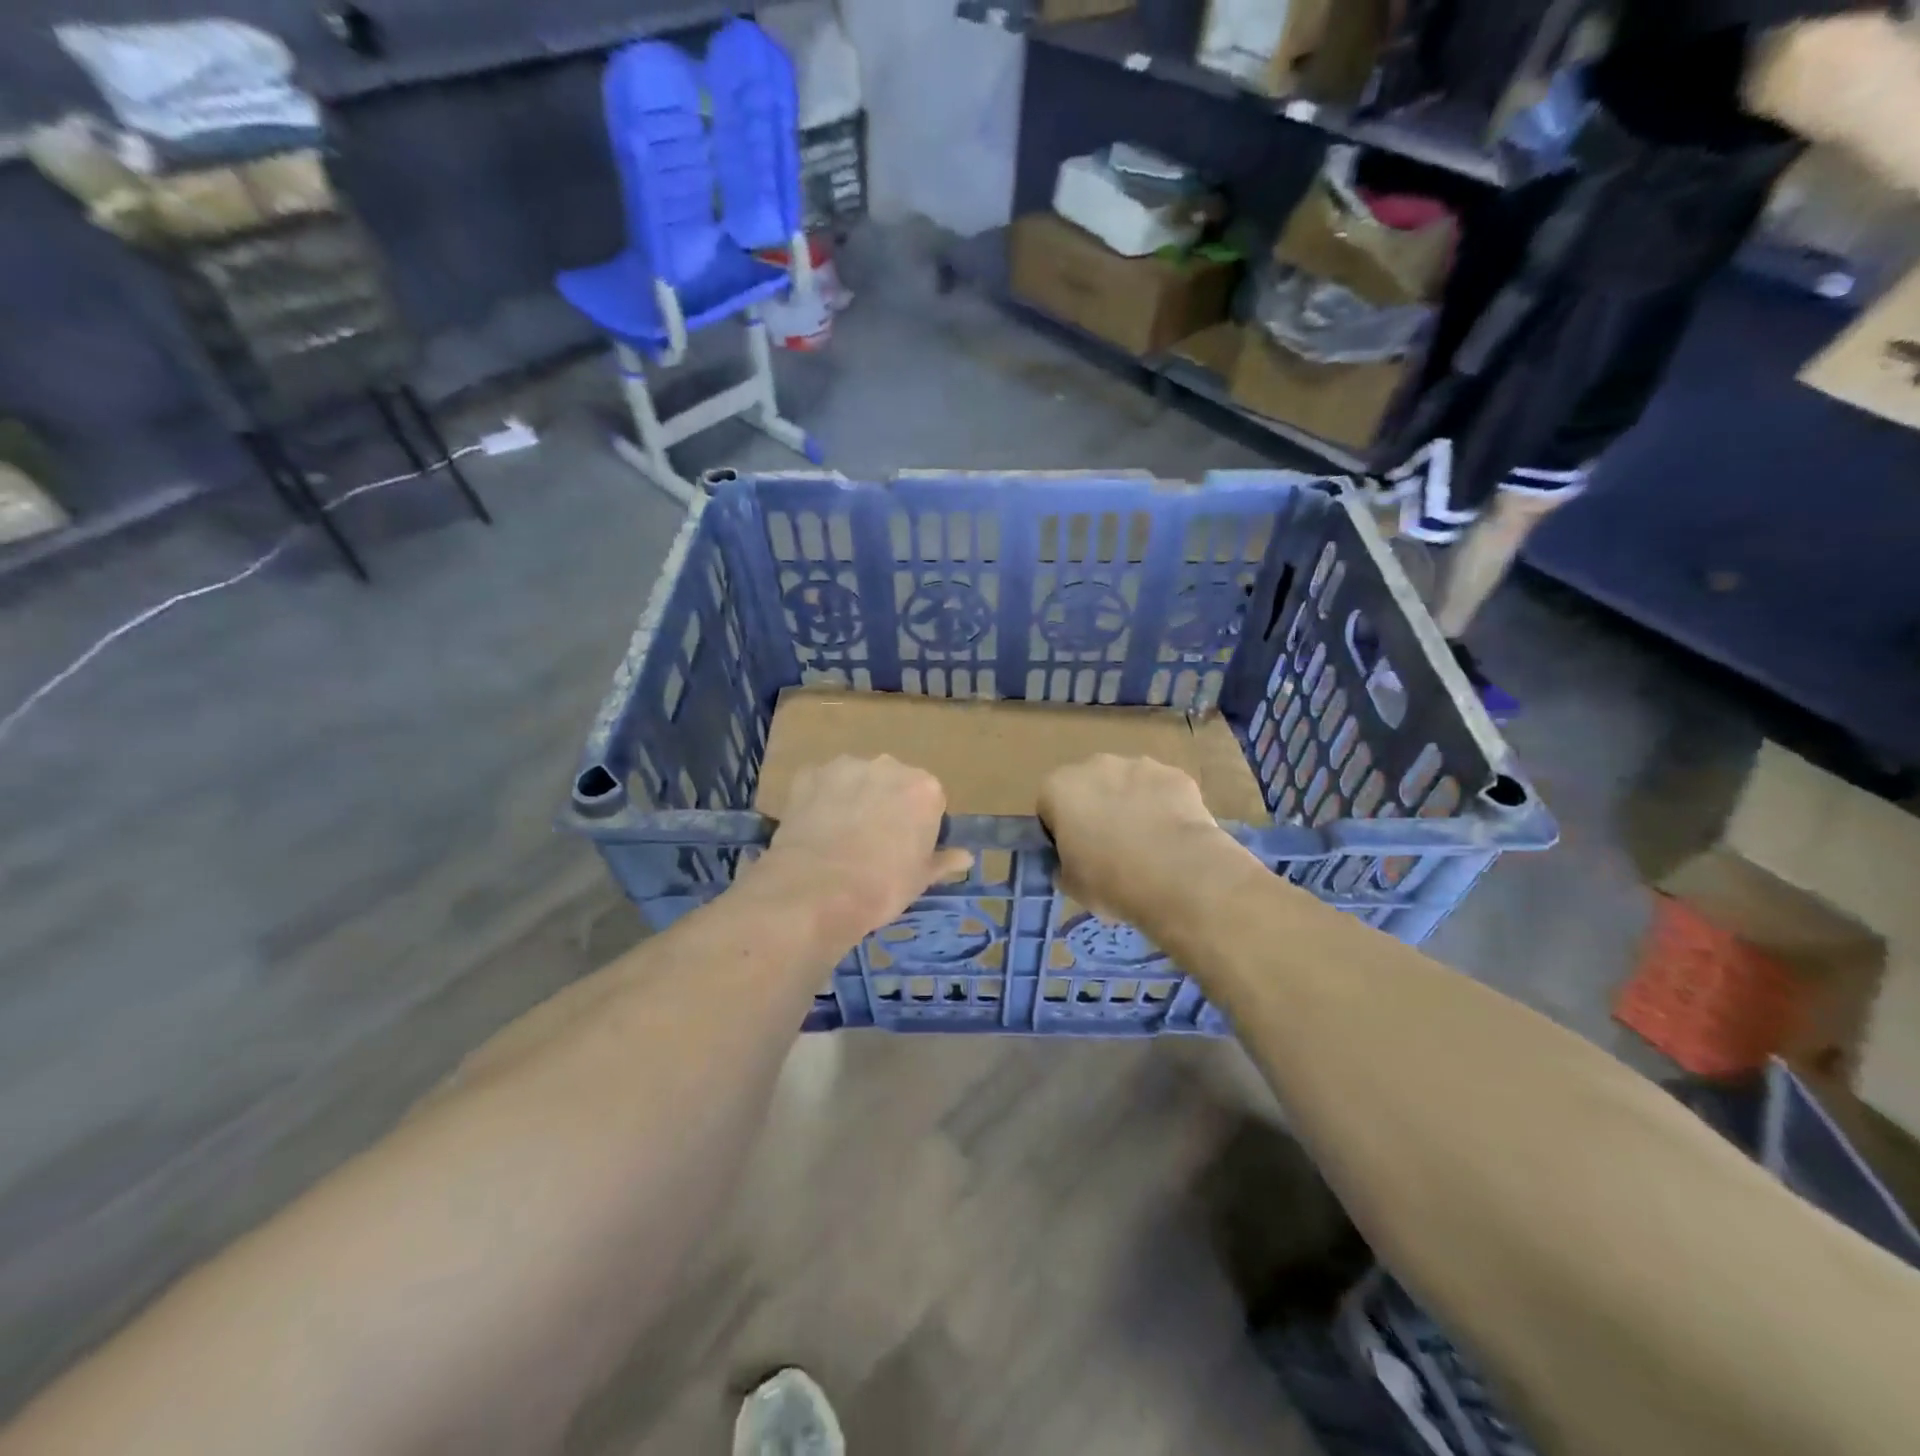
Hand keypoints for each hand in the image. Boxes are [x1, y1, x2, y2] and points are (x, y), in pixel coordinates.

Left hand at [755, 756, 971, 943]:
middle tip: (872, 843)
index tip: (906, 849)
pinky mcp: (808, 774)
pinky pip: (821, 785)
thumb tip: (965, 856)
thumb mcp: (920, 879)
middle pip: (892, 783)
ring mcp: (845, 767)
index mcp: (924, 788)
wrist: (816, 891)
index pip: (929, 801)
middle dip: (886, 805)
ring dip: (852, 799)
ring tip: (838, 838)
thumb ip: (943, 860)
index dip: (918, 825)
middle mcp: (888, 766)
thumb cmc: (882, 887)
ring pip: (855, 780)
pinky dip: (819, 801)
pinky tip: (813, 831)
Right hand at [1038, 755, 1240, 923]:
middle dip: (1096, 810)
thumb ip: (1063, 865)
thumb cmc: (1110, 881)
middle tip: (1110, 849)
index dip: (1060, 831)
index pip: (1049, 807)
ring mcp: (1139, 765)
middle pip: (1089, 787)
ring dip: (1131, 805)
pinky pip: (1162, 791)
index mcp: (1059, 788)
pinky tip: (1174, 838)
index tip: (1074, 855)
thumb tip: (1072, 863)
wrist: (1177, 876)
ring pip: (1128, 785)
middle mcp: (1095, 765)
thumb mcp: (1070, 884)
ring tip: (1147, 845)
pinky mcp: (1175, 774)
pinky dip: (1165, 807)